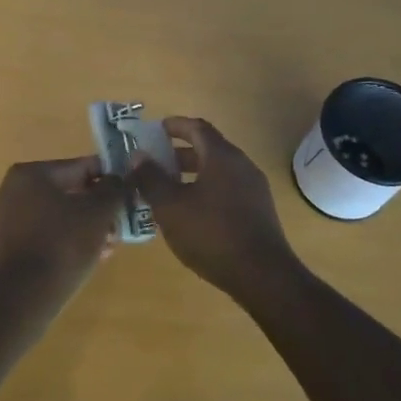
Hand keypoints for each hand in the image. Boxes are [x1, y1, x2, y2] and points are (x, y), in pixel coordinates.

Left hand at [0, 157, 127, 290]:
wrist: (26, 296)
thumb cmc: (64, 244)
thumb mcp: (99, 212)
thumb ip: (113, 189)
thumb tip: (117, 180)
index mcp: (29, 174)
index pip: (78, 167)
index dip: (108, 178)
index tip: (127, 190)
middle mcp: (11, 190)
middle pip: (68, 192)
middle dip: (96, 208)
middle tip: (119, 223)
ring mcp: (6, 220)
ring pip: (58, 215)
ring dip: (85, 226)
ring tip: (109, 244)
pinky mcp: (7, 246)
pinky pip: (45, 233)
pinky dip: (67, 239)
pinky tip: (90, 256)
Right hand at [133, 117, 303, 295]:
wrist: (262, 275)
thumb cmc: (211, 233)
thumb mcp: (170, 206)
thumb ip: (151, 178)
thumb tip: (138, 156)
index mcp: (222, 156)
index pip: (197, 128)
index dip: (175, 126)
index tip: (156, 129)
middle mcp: (242, 165)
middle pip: (208, 149)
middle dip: (180, 154)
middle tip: (155, 163)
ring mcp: (254, 189)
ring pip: (218, 171)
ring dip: (192, 175)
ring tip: (168, 189)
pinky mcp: (259, 211)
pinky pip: (228, 189)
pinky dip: (206, 190)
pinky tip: (191, 212)